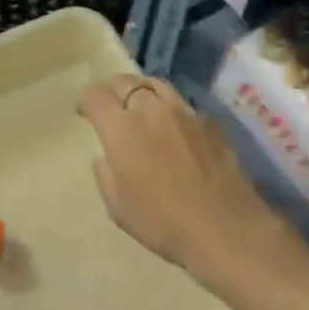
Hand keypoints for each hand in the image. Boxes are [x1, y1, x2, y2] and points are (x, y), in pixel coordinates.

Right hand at [77, 74, 294, 279]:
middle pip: (125, 81)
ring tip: (142, 107)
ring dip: (142, 91)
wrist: (224, 228)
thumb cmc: (162, 222)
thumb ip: (106, 174)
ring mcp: (184, 111)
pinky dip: (171, 109)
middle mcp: (150, 109)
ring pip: (156, 84)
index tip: (84, 113)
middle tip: (112, 108)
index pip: (95, 95)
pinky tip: (176, 129)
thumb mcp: (118, 207)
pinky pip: (183, 104)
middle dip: (112, 91)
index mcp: (121, 128)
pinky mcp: (209, 121)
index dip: (85, 100)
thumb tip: (107, 157)